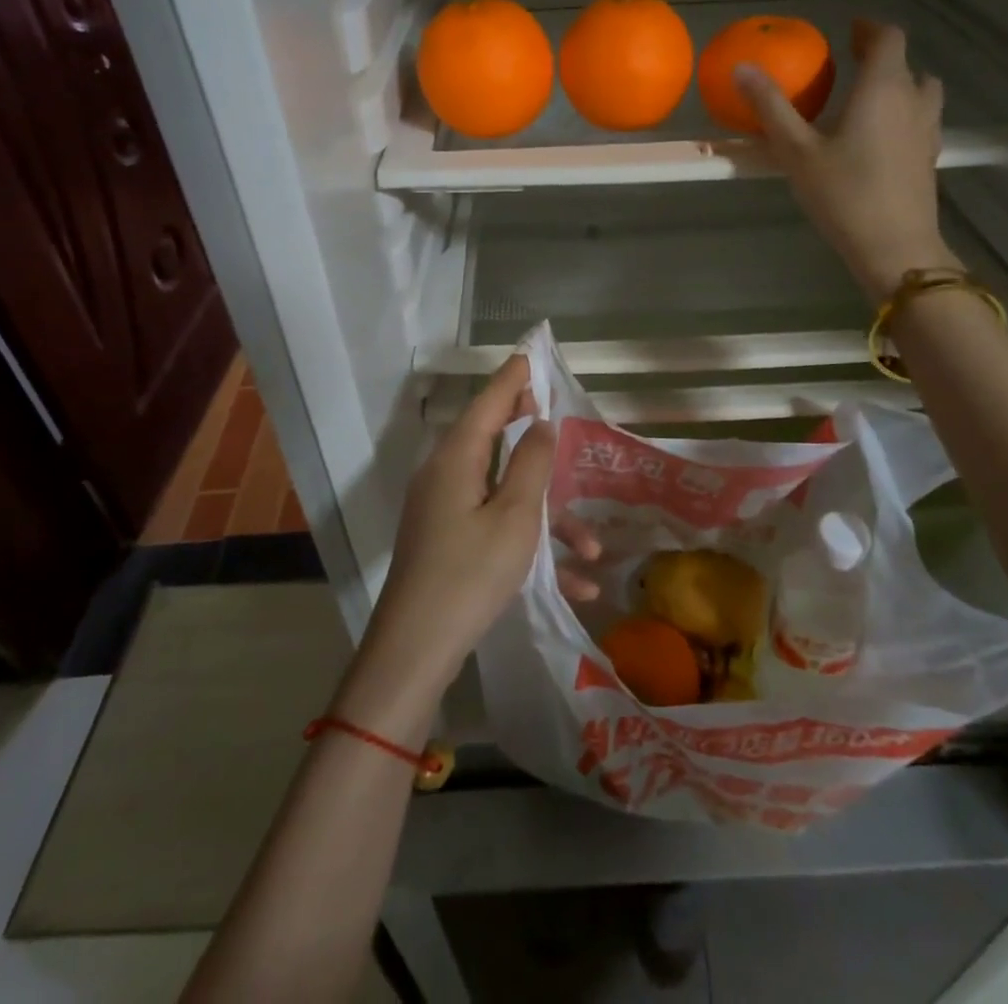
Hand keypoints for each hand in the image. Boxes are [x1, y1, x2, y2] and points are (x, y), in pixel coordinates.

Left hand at [351, 356, 556, 715]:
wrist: (416, 650)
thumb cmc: (470, 573)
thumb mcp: (514, 516)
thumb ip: (532, 464)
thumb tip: (540, 424)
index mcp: (456, 458)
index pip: (488, 402)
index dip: (513, 379)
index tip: (532, 357)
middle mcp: (446, 475)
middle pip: (495, 442)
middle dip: (536, 442)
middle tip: (563, 426)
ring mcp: (444, 511)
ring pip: (505, 495)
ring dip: (549, 519)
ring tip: (591, 550)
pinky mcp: (448, 543)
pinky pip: (495, 529)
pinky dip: (531, 547)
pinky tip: (574, 584)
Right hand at [735, 19, 956, 299]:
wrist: (894, 247)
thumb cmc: (843, 194)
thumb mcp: (796, 151)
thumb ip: (771, 107)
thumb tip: (742, 68)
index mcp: (883, 88)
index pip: (888, 38)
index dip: (869, 29)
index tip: (848, 32)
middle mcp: (913, 100)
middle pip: (905, 63)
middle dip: (878, 56)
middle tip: (849, 64)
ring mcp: (927, 130)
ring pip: (921, 90)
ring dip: (898, 83)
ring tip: (867, 98)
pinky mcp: (929, 157)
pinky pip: (921, 118)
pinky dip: (903, 113)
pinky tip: (878, 137)